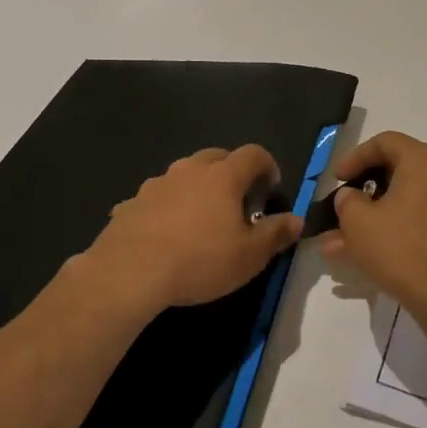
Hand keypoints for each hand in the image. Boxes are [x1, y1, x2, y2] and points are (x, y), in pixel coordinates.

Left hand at [82, 145, 302, 314]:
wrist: (129, 273)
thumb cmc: (200, 261)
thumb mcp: (250, 255)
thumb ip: (276, 233)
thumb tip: (297, 220)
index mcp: (223, 177)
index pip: (253, 154)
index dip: (267, 166)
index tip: (271, 188)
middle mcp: (188, 171)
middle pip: (216, 156)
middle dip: (232, 172)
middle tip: (238, 201)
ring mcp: (155, 185)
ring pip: (183, 175)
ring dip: (197, 188)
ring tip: (200, 219)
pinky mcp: (130, 204)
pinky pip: (155, 199)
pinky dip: (165, 208)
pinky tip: (164, 234)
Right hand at [320, 132, 426, 330]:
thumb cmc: (401, 250)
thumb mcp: (358, 223)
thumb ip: (347, 201)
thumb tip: (351, 197)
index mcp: (424, 161)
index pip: (385, 142)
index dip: (355, 157)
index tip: (336, 179)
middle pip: (396, 170)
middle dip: (362, 191)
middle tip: (339, 207)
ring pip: (404, 200)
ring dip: (371, 216)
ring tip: (338, 242)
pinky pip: (417, 219)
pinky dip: (392, 229)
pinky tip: (361, 255)